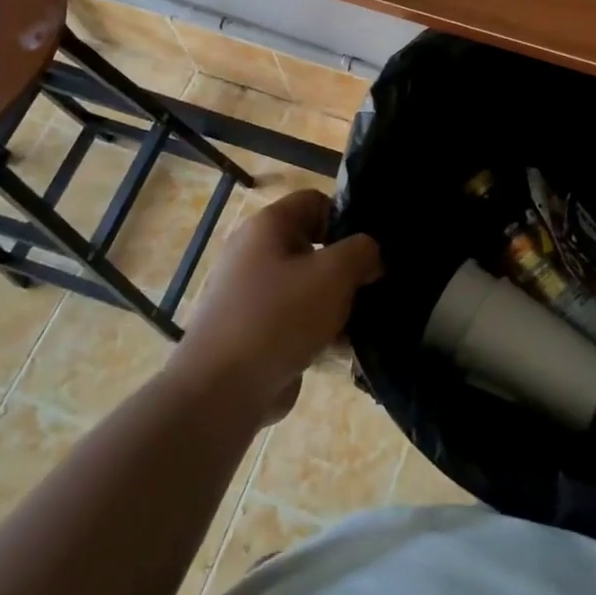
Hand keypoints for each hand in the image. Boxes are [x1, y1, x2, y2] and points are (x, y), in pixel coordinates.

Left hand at [170, 189, 381, 423]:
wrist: (221, 392)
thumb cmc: (279, 317)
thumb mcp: (334, 274)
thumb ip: (362, 251)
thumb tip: (370, 255)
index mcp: (268, 226)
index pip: (316, 201)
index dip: (346, 218)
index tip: (369, 250)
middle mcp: (255, 253)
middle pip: (314, 246)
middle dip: (346, 267)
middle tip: (374, 286)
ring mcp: (251, 295)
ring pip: (308, 286)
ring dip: (336, 303)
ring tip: (363, 322)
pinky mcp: (254, 331)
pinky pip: (295, 319)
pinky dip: (318, 330)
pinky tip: (343, 349)